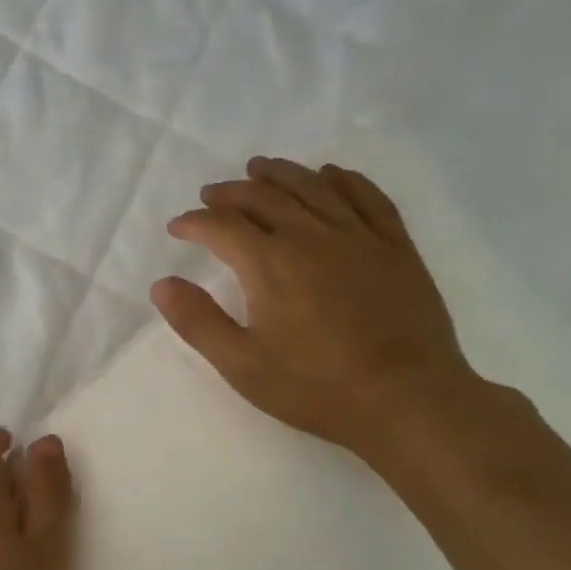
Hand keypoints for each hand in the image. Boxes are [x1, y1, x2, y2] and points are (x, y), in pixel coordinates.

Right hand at [151, 156, 482, 464]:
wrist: (408, 400)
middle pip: (264, 196)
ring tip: (260, 169)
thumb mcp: (242, 365)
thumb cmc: (317, 387)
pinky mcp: (396, 247)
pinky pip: (368, 197)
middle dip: (230, 192)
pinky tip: (331, 175)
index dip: (194, 222)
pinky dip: (344, 180)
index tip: (178, 227)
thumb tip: (162, 284)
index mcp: (270, 263)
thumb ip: (198, 322)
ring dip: (280, 173)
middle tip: (212, 194)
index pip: (221, 226)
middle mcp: (311, 236)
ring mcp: (359, 237)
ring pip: (313, 187)